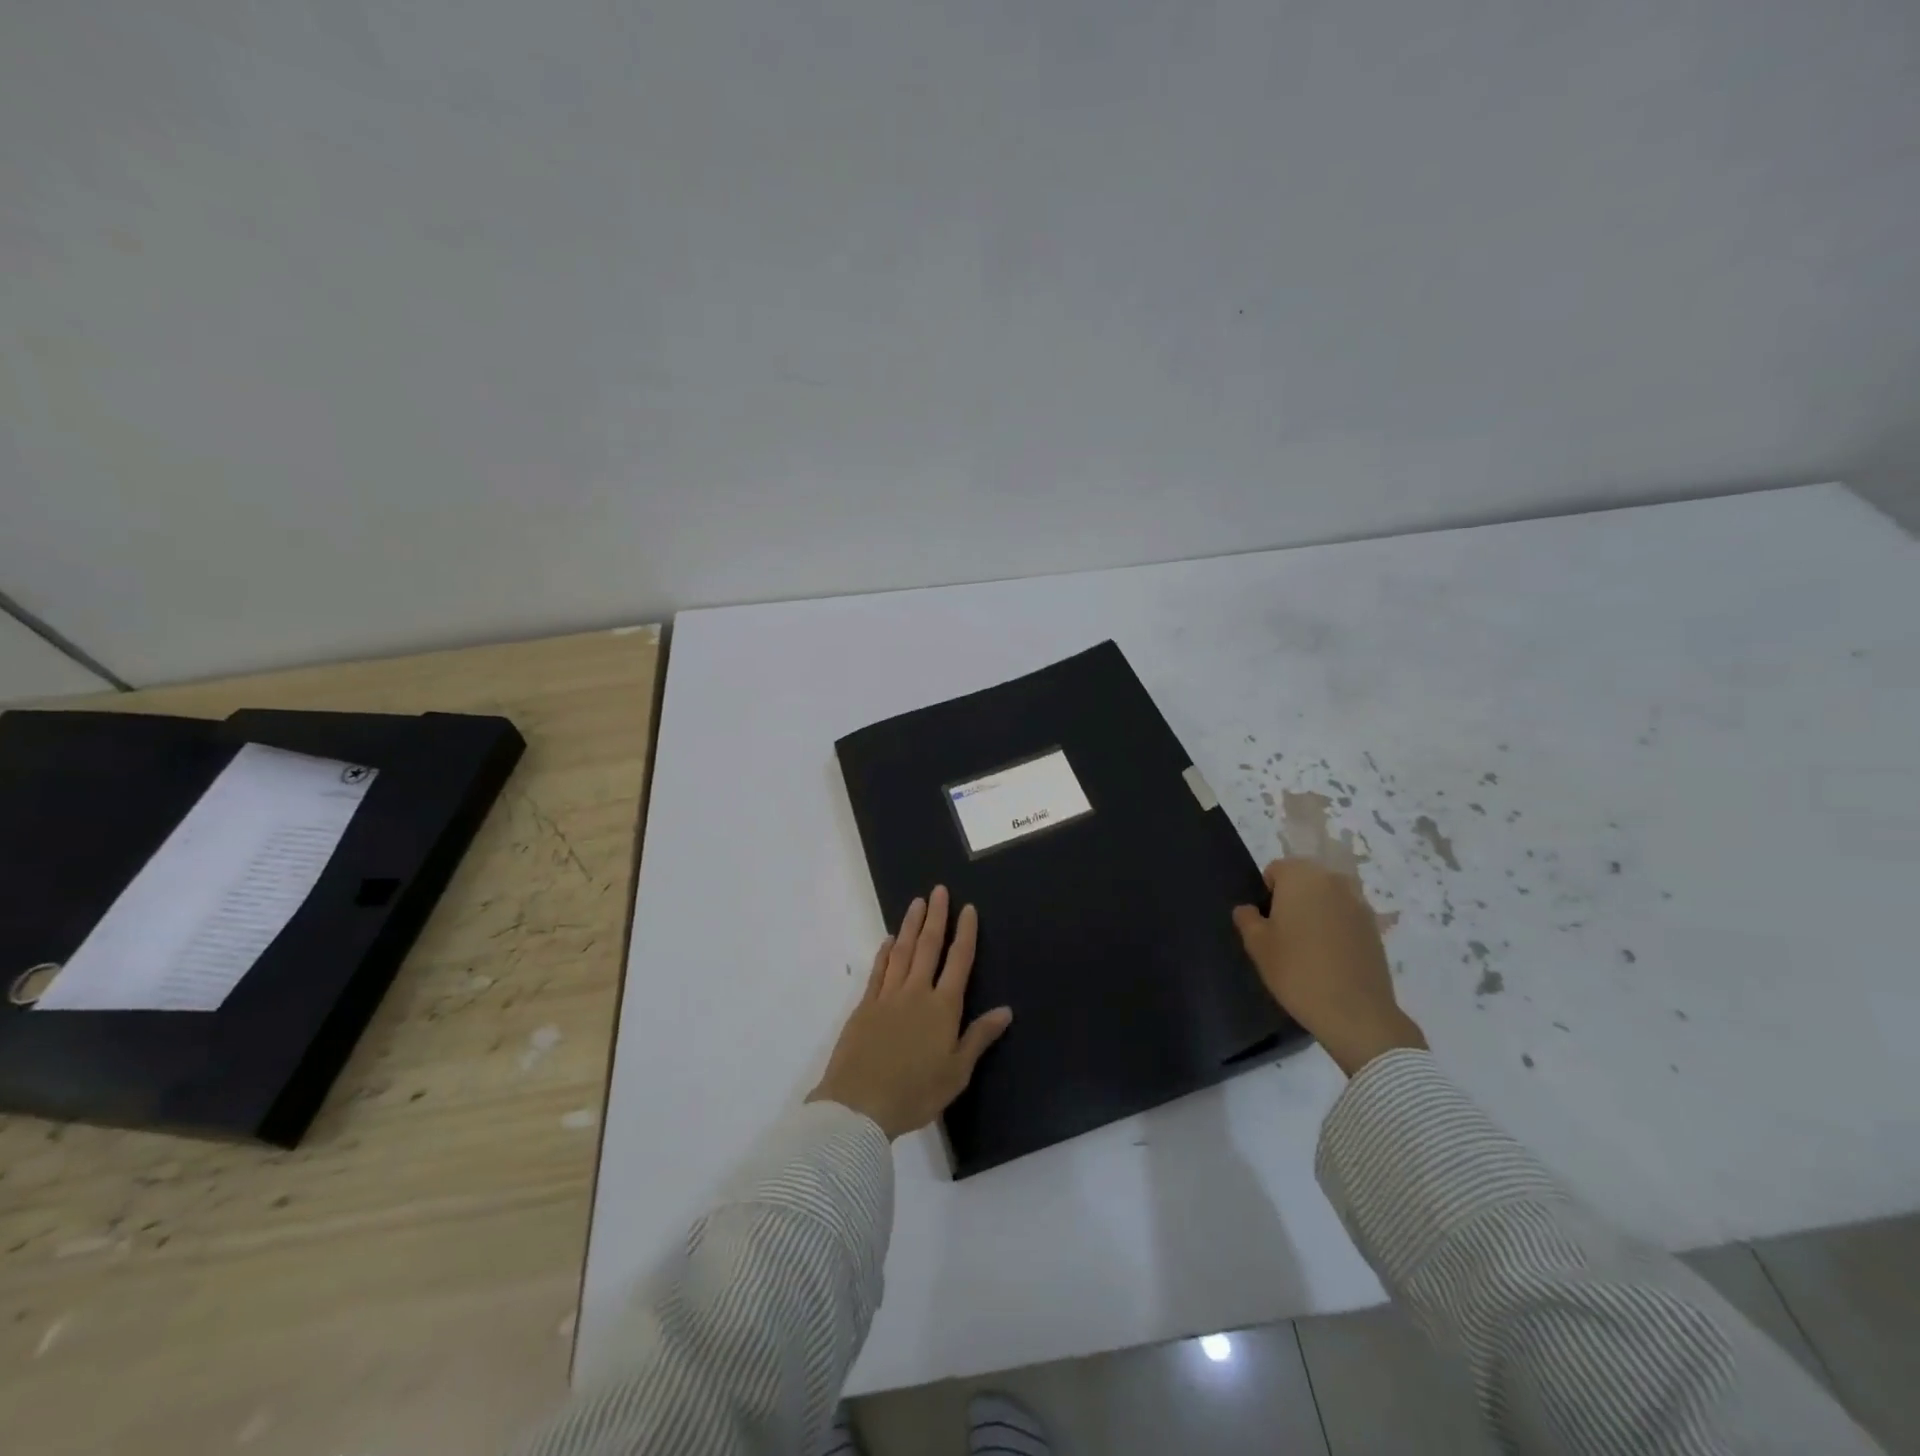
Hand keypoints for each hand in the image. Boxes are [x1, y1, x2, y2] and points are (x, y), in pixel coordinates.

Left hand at [809, 886, 1013, 1138]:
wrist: (859, 1105)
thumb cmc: (915, 1093)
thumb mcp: (956, 1072)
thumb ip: (979, 1037)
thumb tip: (1005, 1010)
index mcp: (943, 1007)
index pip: (958, 961)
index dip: (965, 933)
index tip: (968, 909)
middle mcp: (916, 993)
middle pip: (928, 946)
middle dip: (936, 917)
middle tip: (939, 890)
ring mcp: (887, 996)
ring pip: (901, 951)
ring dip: (910, 925)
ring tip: (917, 903)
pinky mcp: (865, 1007)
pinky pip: (878, 971)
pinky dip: (884, 953)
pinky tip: (887, 941)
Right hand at [1232, 859, 1426, 1076]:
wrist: (1355, 1012)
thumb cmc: (1297, 971)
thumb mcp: (1257, 945)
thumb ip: (1247, 918)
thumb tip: (1248, 909)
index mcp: (1301, 877)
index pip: (1276, 869)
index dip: (1266, 894)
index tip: (1266, 923)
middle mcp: (1333, 881)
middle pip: (1304, 880)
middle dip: (1292, 900)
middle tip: (1284, 935)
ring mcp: (1359, 904)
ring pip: (1327, 898)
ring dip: (1316, 913)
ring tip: (1309, 948)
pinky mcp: (1375, 928)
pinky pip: (1345, 917)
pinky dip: (1335, 929)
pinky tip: (1330, 959)